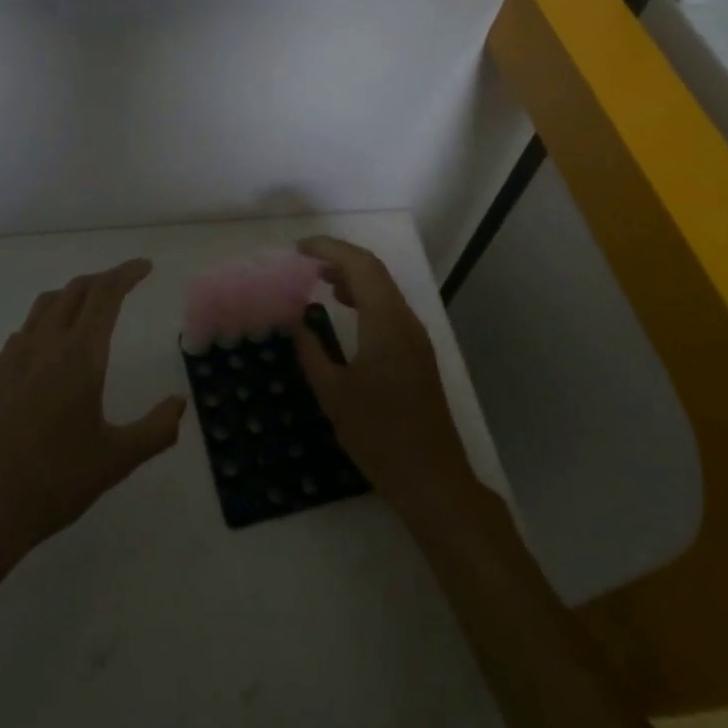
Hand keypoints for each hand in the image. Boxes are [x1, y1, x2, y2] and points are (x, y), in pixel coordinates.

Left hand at [0, 258, 187, 569]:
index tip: (144, 267)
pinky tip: (51, 350)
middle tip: (124, 283)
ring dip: (72, 295)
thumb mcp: (116, 460)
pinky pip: (24, 332)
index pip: (105, 296)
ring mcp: (11, 359)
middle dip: (102, 279)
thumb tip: (180, 403)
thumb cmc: (52, 483)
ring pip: (44, 306)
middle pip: (74, 291)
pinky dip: (47, 322)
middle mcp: (43, 345)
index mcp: (78, 357)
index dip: (126, 274)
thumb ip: (156, 430)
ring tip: (89, 307)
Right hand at [291, 236, 480, 524]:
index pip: (360, 266)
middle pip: (374, 271)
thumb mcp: (333, 394)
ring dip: (353, 277)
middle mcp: (406, 321)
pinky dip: (364, 298)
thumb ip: (311, 352)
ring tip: (318, 279)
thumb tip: (296, 322)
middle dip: (339, 258)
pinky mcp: (417, 354)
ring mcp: (415, 338)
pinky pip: (389, 309)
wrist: (431, 478)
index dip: (329, 249)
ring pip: (384, 289)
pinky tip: (344, 309)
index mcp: (386, 323)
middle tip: (303, 261)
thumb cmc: (378, 435)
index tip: (298, 250)